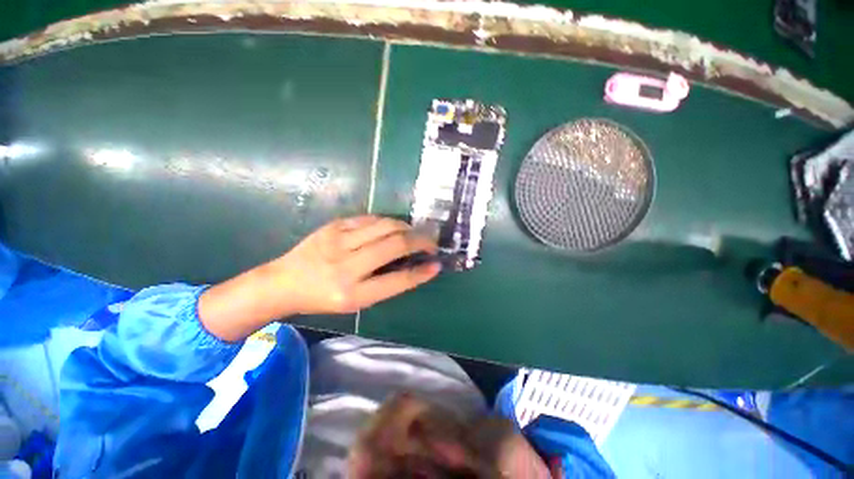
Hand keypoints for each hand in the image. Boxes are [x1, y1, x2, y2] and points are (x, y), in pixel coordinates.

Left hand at [198, 216, 440, 340]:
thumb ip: (386, 283)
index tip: (437, 264)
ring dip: (407, 228)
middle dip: (420, 241)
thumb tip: (415, 266)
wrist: (283, 282)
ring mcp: (338, 240)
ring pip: (386, 225)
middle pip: (395, 244)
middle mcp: (346, 265)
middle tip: (430, 242)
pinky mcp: (334, 225)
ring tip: (413, 233)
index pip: (397, 280)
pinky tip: (392, 228)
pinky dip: (388, 222)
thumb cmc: (323, 298)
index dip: (421, 272)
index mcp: (352, 293)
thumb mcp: (356, 301)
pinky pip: (371, 218)